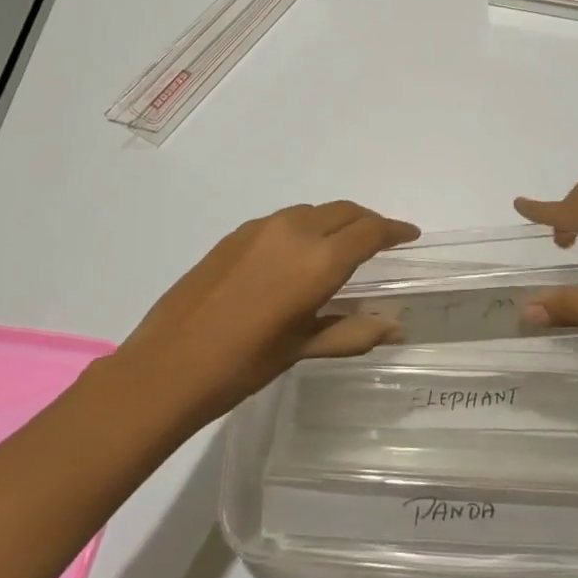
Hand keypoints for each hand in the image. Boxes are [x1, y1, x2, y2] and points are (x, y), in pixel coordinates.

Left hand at [118, 201, 418, 421]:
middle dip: (368, 222)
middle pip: (344, 211)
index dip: (395, 230)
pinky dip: (305, 227)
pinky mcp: (235, 234)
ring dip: (335, 222)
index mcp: (319, 260)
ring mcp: (261, 228)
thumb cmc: (244, 364)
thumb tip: (397, 327)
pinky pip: (284, 220)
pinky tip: (296, 255)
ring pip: (313, 211)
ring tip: (340, 247)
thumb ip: (353, 331)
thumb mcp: (303, 348)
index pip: (370, 231)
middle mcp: (295, 231)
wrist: (166, 365)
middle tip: (381, 241)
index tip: (410, 235)